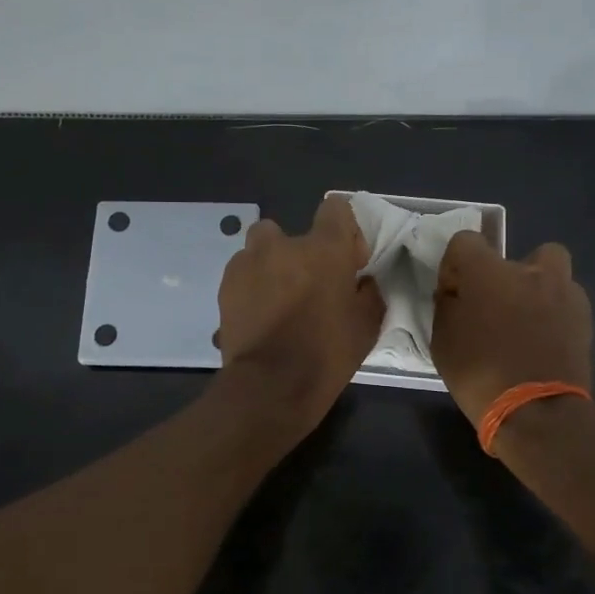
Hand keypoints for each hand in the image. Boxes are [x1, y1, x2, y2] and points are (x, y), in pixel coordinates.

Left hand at [215, 195, 383, 431]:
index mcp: (325, 249)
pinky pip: (242, 272)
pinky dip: (251, 285)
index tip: (347, 259)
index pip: (336, 208)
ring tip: (277, 298)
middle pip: (290, 231)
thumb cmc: (326, 354)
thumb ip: (368, 293)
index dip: (343, 230)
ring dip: (270, 265)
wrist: (270, 385)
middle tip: (307, 285)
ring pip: (260, 248)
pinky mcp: (226, 284)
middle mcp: (284, 244)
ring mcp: (249, 261)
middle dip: (298, 252)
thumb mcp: (367, 326)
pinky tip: (258, 313)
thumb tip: (362, 282)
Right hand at [431, 232, 593, 427]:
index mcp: (487, 271)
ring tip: (527, 322)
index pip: (466, 241)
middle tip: (496, 306)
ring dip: (538, 288)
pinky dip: (556, 313)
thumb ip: (448, 305)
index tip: (454, 294)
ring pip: (551, 271)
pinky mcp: (584, 318)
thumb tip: (456, 292)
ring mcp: (562, 292)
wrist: (537, 413)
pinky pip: (567, 301)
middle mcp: (528, 271)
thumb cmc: (479, 374)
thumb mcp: (442, 341)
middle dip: (505, 274)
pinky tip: (545, 340)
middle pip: (515, 255)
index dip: (456, 265)